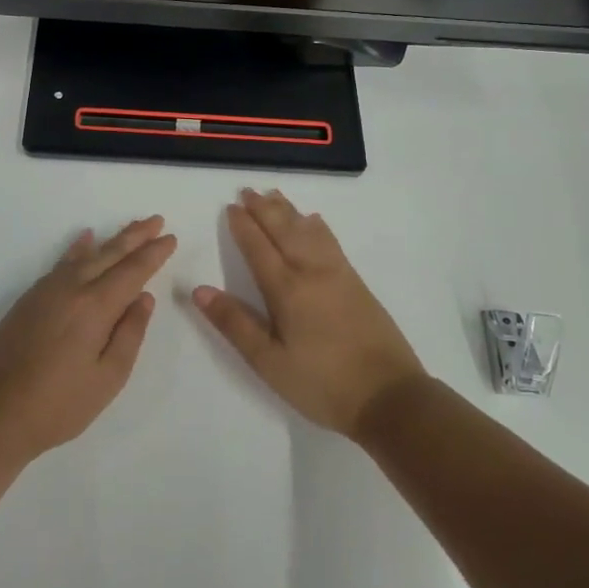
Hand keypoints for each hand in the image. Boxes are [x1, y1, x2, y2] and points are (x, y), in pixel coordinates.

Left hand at [0, 217, 176, 462]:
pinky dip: (77, 248)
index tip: (171, 238)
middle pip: (109, 254)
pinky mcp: (29, 298)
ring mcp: (46, 290)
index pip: (132, 271)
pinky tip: (84, 239)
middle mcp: (71, 288)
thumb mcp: (107, 378)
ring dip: (111, 240)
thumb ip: (130, 334)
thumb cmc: (59, 405)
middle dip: (135, 236)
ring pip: (85, 255)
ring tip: (130, 228)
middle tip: (156, 220)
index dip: (153, 254)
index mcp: (94, 307)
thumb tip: (144, 298)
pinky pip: (61, 263)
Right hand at [194, 190, 425, 437]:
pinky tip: (313, 221)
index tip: (230, 207)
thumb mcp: (269, 361)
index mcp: (286, 289)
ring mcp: (338, 274)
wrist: (390, 397)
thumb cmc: (322, 383)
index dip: (243, 226)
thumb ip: (234, 323)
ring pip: (308, 230)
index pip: (258, 247)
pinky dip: (316, 225)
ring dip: (288, 211)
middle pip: (283, 230)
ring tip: (274, 195)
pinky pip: (330, 241)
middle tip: (247, 191)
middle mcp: (311, 272)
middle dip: (263, 209)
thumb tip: (199, 290)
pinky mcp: (356, 283)